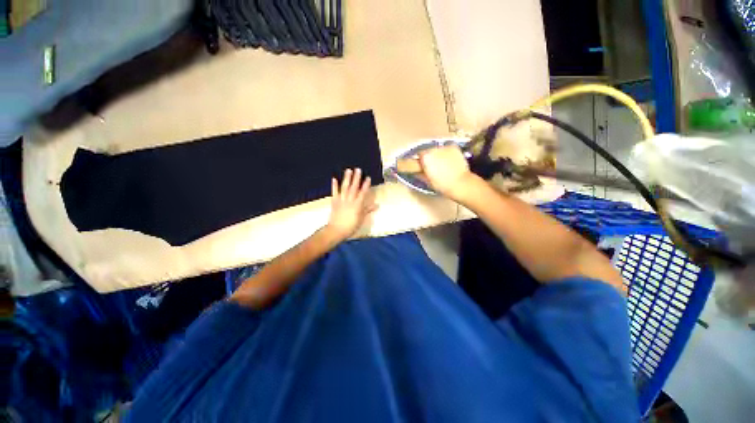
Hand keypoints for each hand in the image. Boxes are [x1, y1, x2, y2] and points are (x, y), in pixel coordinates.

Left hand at [326, 168, 377, 240]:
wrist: (336, 230)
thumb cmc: (351, 226)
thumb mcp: (361, 218)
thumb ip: (368, 210)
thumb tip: (377, 205)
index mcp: (357, 205)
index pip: (363, 193)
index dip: (366, 185)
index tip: (368, 177)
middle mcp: (349, 200)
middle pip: (354, 187)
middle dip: (356, 178)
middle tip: (358, 169)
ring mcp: (341, 200)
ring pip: (344, 187)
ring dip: (346, 178)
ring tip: (348, 170)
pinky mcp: (334, 201)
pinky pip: (334, 192)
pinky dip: (334, 185)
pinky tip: (334, 178)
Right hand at [418, 145, 478, 201]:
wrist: (460, 183)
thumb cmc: (441, 184)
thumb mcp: (427, 181)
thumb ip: (419, 173)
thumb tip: (416, 171)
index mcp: (425, 157)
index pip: (419, 155)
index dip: (421, 161)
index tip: (423, 166)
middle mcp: (433, 149)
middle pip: (428, 151)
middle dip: (429, 157)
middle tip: (433, 166)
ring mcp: (444, 147)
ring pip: (438, 149)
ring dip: (438, 155)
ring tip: (443, 164)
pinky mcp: (454, 147)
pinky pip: (447, 149)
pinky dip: (447, 154)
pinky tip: (450, 162)